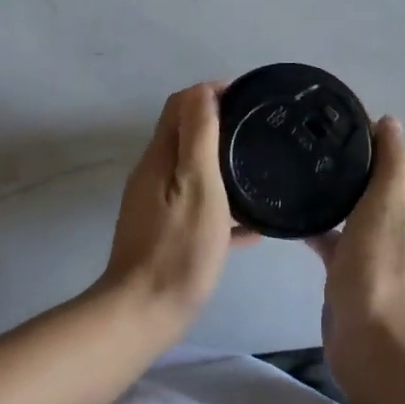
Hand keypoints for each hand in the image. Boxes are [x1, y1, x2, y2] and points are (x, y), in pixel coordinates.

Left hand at [99, 83, 255, 336]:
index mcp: (160, 157)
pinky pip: (197, 207)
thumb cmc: (178, 246)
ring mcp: (156, 205)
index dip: (211, 94)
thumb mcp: (197, 184)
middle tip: (259, 133)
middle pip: (186, 135)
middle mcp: (153, 174)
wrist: (144, 314)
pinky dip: (222, 206)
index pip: (181, 105)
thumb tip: (202, 89)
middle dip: (221, 126)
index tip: (248, 100)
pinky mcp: (164, 232)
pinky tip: (252, 228)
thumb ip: (199, 136)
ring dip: (223, 166)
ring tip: (261, 174)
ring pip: (194, 172)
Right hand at [308, 117, 404, 403]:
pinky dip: (317, 224)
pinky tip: (288, 214)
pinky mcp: (350, 270)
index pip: (394, 156)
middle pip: (371, 180)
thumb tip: (390, 122)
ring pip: (351, 207)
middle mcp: (396, 223)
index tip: (330, 115)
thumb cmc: (381, 273)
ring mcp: (373, 248)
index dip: (368, 133)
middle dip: (346, 158)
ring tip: (293, 166)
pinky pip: (332, 237)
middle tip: (304, 138)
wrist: (374, 349)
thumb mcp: (388, 209)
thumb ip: (391, 165)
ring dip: (331, 189)